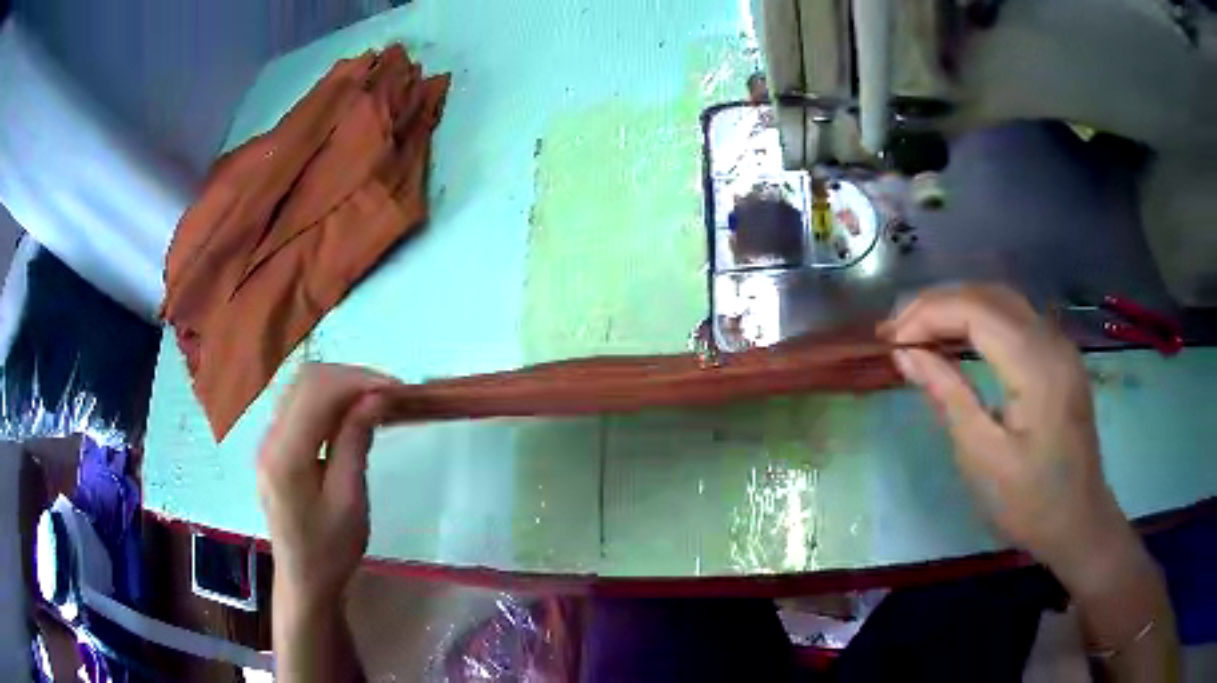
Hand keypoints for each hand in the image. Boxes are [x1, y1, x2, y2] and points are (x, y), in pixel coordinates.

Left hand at [257, 363, 396, 606]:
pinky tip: (350, 415)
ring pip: (301, 388)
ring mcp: (268, 440)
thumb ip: (355, 443)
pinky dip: (327, 400)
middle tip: (388, 394)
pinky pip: (299, 406)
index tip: (396, 389)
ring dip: (339, 385)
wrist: (304, 581)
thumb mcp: (350, 501)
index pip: (317, 391)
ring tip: (374, 401)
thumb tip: (374, 397)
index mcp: (286, 455)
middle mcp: (270, 438)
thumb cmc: (331, 550)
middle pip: (306, 380)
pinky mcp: (274, 447)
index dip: (358, 380)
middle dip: (350, 377)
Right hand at [878, 284, 1130, 581]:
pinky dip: (980, 319)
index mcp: (1036, 365)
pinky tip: (958, 339)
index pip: (976, 310)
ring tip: (918, 331)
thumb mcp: (983, 458)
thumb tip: (907, 355)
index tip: (890, 341)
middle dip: (937, 304)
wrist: (1080, 522)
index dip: (928, 315)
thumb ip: (948, 396)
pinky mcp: (1059, 357)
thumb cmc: (1031, 502)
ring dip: (957, 308)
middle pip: (989, 295)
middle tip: (896, 331)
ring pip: (1002, 301)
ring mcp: (1059, 345)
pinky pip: (1015, 319)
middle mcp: (1052, 340)